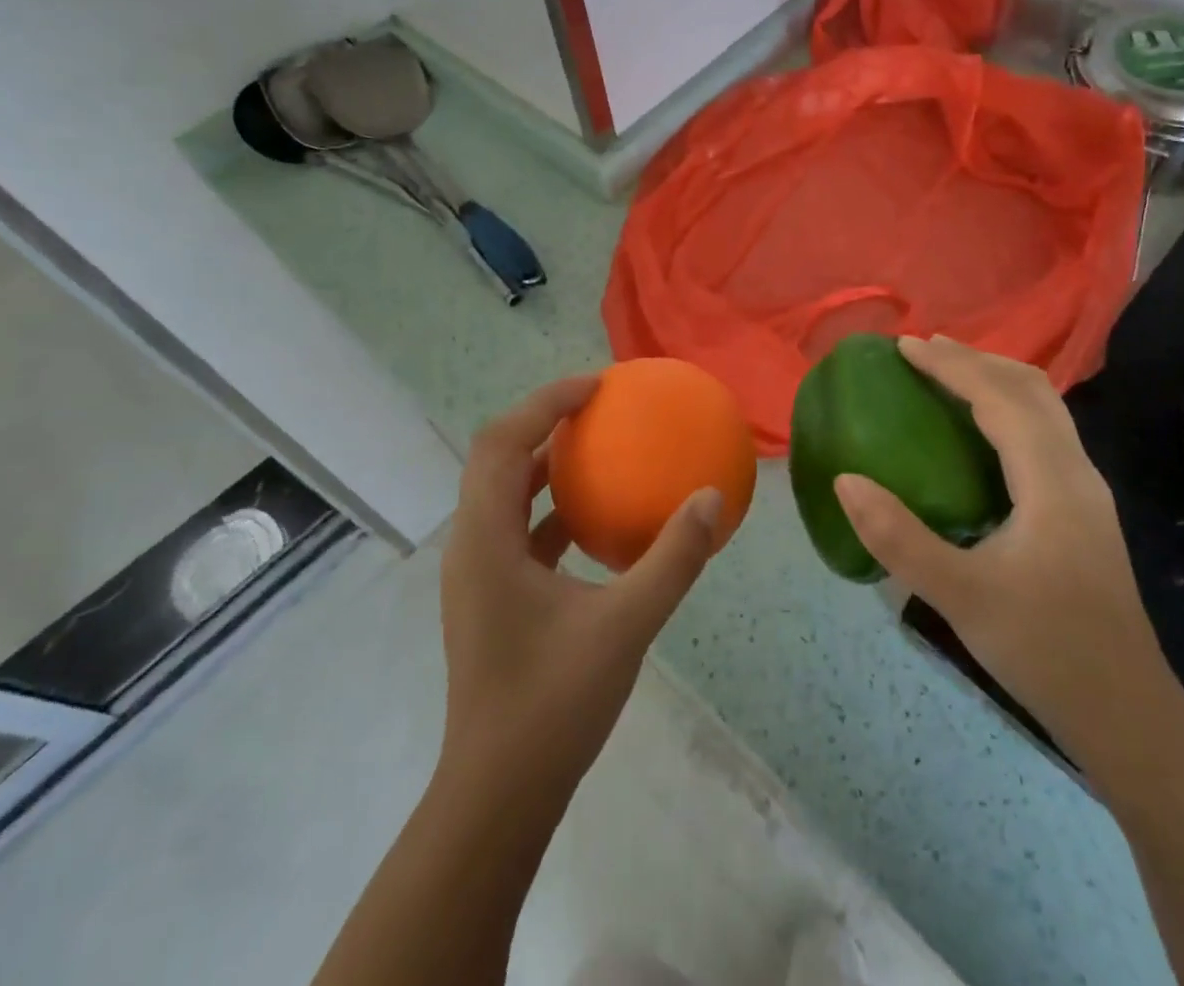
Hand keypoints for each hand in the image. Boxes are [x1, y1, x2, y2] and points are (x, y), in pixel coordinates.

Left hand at [439, 375, 722, 796]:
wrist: (498, 797)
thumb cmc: (553, 705)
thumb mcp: (626, 625)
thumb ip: (673, 559)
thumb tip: (712, 499)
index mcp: (485, 540)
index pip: (503, 441)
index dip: (545, 401)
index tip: (598, 386)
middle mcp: (471, 545)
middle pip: (496, 457)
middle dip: (544, 421)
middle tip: (599, 405)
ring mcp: (477, 574)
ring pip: (504, 493)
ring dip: (546, 463)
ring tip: (599, 448)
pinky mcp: (491, 598)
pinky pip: (519, 530)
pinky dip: (553, 509)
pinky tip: (598, 522)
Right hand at [834, 336, 1173, 760]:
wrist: (1126, 711)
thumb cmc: (1045, 649)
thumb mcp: (962, 597)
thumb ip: (899, 539)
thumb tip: (845, 480)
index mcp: (1052, 481)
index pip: (1000, 398)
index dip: (951, 366)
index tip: (904, 346)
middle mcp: (1076, 471)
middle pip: (1030, 388)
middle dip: (975, 360)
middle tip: (922, 351)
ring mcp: (1085, 489)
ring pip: (1044, 407)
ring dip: (995, 379)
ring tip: (946, 374)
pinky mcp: (1082, 508)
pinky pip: (1043, 431)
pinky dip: (1007, 407)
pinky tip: (979, 430)